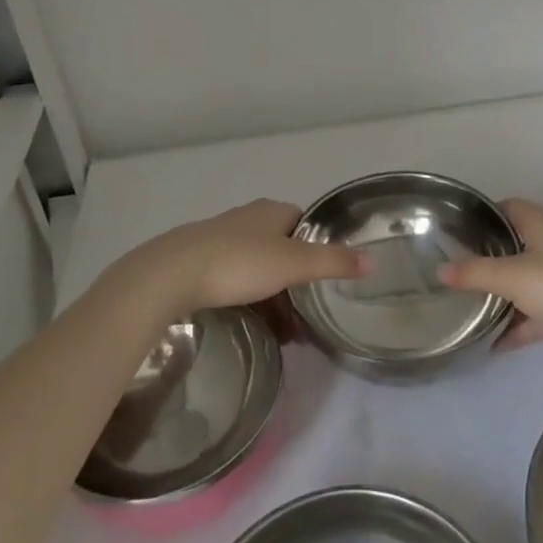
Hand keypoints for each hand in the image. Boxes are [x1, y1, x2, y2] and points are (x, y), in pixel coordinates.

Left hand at [105, 199, 366, 318]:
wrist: (170, 274)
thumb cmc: (238, 263)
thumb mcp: (293, 264)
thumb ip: (333, 262)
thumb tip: (373, 259)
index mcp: (272, 211)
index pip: (304, 223)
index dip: (317, 248)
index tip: (324, 279)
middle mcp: (246, 217)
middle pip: (281, 247)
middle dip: (294, 280)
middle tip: (305, 315)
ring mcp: (218, 237)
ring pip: (255, 265)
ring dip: (270, 294)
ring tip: (280, 331)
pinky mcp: (195, 259)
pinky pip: (231, 277)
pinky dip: (244, 297)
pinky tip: (246, 321)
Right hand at [437, 199, 542, 367]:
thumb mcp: (512, 277)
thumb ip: (474, 273)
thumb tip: (439, 270)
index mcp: (541, 225)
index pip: (510, 207)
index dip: (487, 213)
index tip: (461, 228)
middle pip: (518, 244)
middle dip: (491, 256)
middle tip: (460, 269)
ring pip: (528, 281)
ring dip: (506, 294)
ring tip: (473, 306)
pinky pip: (540, 314)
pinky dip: (521, 326)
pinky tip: (496, 345)